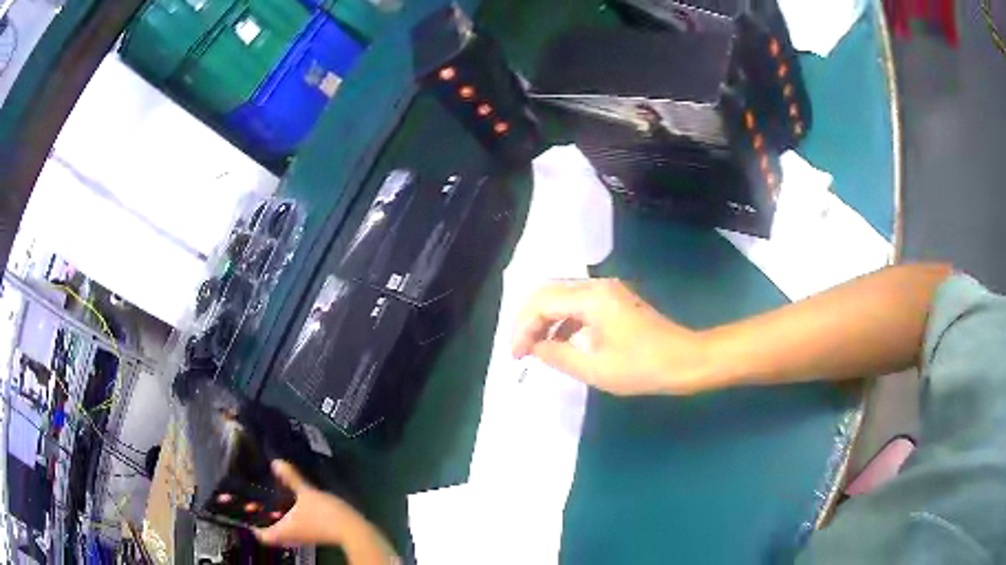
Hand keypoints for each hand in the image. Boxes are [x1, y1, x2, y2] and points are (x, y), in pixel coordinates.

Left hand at [254, 461, 395, 563]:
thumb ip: (290, 479)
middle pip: (270, 532)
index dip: (251, 526)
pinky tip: (291, 505)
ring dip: (275, 518)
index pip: (260, 535)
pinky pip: (294, 528)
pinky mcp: (313, 534)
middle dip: (262, 519)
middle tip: (255, 502)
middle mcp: (290, 537)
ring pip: (282, 530)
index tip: (244, 512)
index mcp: (282, 530)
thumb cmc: (324, 515)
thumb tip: (275, 462)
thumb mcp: (306, 493)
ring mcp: (302, 537)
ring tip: (270, 500)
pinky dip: (288, 518)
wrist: (353, 529)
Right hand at [512, 279, 709, 395]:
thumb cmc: (642, 367)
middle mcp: (596, 286)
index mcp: (591, 297)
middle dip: (529, 321)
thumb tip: (534, 348)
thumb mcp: (595, 368)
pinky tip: (559, 345)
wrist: (686, 360)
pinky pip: (577, 306)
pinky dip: (562, 323)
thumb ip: (557, 356)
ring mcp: (607, 292)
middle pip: (548, 294)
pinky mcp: (614, 302)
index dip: (522, 328)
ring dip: (544, 322)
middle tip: (520, 350)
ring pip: (561, 298)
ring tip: (535, 350)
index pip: (541, 302)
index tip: (516, 356)